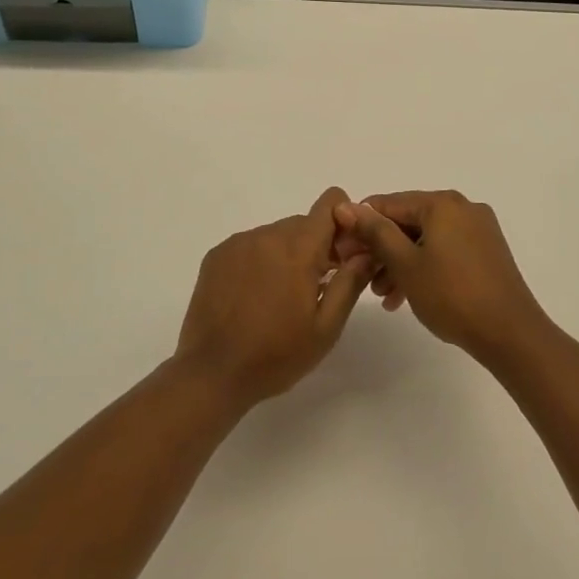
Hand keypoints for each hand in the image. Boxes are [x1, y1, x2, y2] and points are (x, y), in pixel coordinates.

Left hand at [174, 187, 376, 409]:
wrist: (211, 374)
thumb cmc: (276, 355)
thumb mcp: (325, 328)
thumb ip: (350, 283)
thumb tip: (367, 251)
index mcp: (299, 249)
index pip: (330, 204)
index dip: (343, 221)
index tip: (343, 254)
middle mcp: (268, 235)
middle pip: (304, 223)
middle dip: (316, 247)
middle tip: (315, 287)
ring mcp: (239, 243)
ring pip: (276, 234)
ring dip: (287, 254)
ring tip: (280, 298)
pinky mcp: (217, 255)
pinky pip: (250, 245)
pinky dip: (260, 261)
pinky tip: (253, 297)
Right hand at [334, 190, 549, 365]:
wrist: (510, 333)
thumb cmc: (452, 295)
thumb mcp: (405, 264)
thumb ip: (376, 232)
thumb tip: (347, 205)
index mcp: (442, 203)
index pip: (389, 204)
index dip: (361, 226)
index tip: (342, 252)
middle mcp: (462, 207)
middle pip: (409, 221)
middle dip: (382, 249)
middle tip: (360, 276)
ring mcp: (478, 230)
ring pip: (426, 239)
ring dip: (400, 262)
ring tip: (382, 295)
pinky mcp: (487, 252)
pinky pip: (444, 251)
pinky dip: (424, 267)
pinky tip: (407, 296)